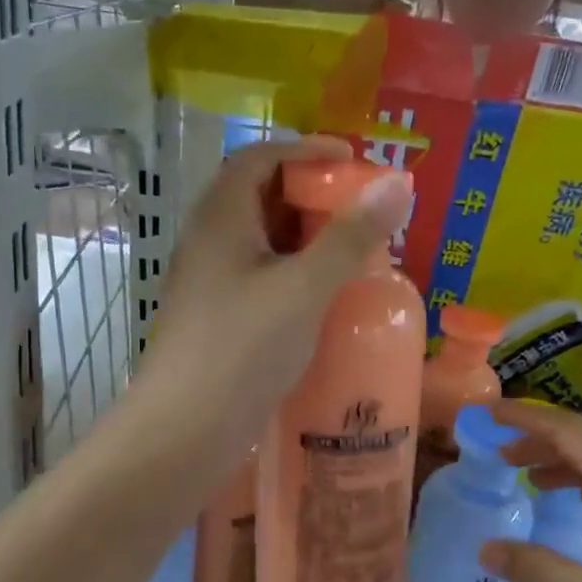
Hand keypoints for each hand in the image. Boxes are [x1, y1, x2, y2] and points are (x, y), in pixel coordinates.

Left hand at [133, 135, 408, 466]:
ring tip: (353, 252)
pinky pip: (260, 280)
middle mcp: (209, 243)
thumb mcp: (304, 288)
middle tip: (361, 210)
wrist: (184, 431)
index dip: (306, 150)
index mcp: (220, 218)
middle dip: (312, 196)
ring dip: (305, 240)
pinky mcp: (219, 321)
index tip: (352, 161)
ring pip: (262, 244)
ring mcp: (210, 284)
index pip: (259, 158)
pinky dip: (294, 276)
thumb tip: (398, 183)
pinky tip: (324, 299)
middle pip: (260, 198)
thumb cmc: (242, 350)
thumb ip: (350, 237)